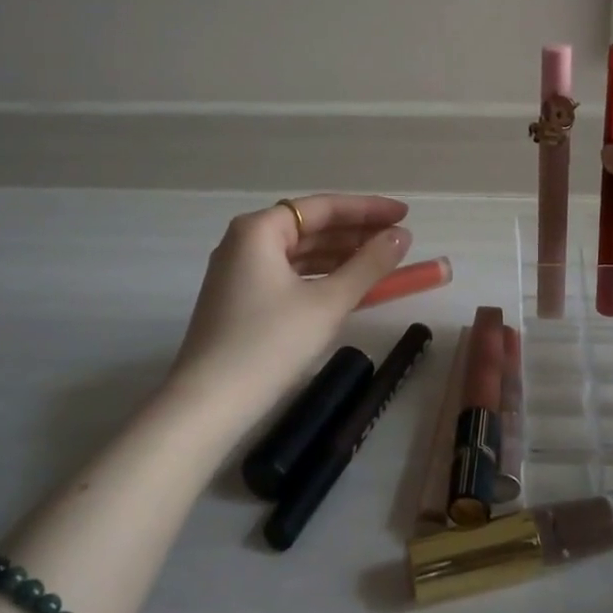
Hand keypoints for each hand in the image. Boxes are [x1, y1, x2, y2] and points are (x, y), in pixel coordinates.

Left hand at [168, 194, 411, 430]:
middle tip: (399, 241)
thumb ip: (369, 265)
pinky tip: (348, 288)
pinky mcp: (240, 300)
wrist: (207, 405)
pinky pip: (289, 275)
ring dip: (341, 257)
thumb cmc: (270, 344)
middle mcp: (245, 241)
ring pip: (300, 253)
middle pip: (310, 227)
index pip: (323, 207)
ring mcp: (239, 272)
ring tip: (382, 264)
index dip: (368, 210)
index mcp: (259, 229)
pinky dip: (320, 278)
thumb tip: (401, 236)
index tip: (404, 215)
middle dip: (356, 234)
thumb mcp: (328, 302)